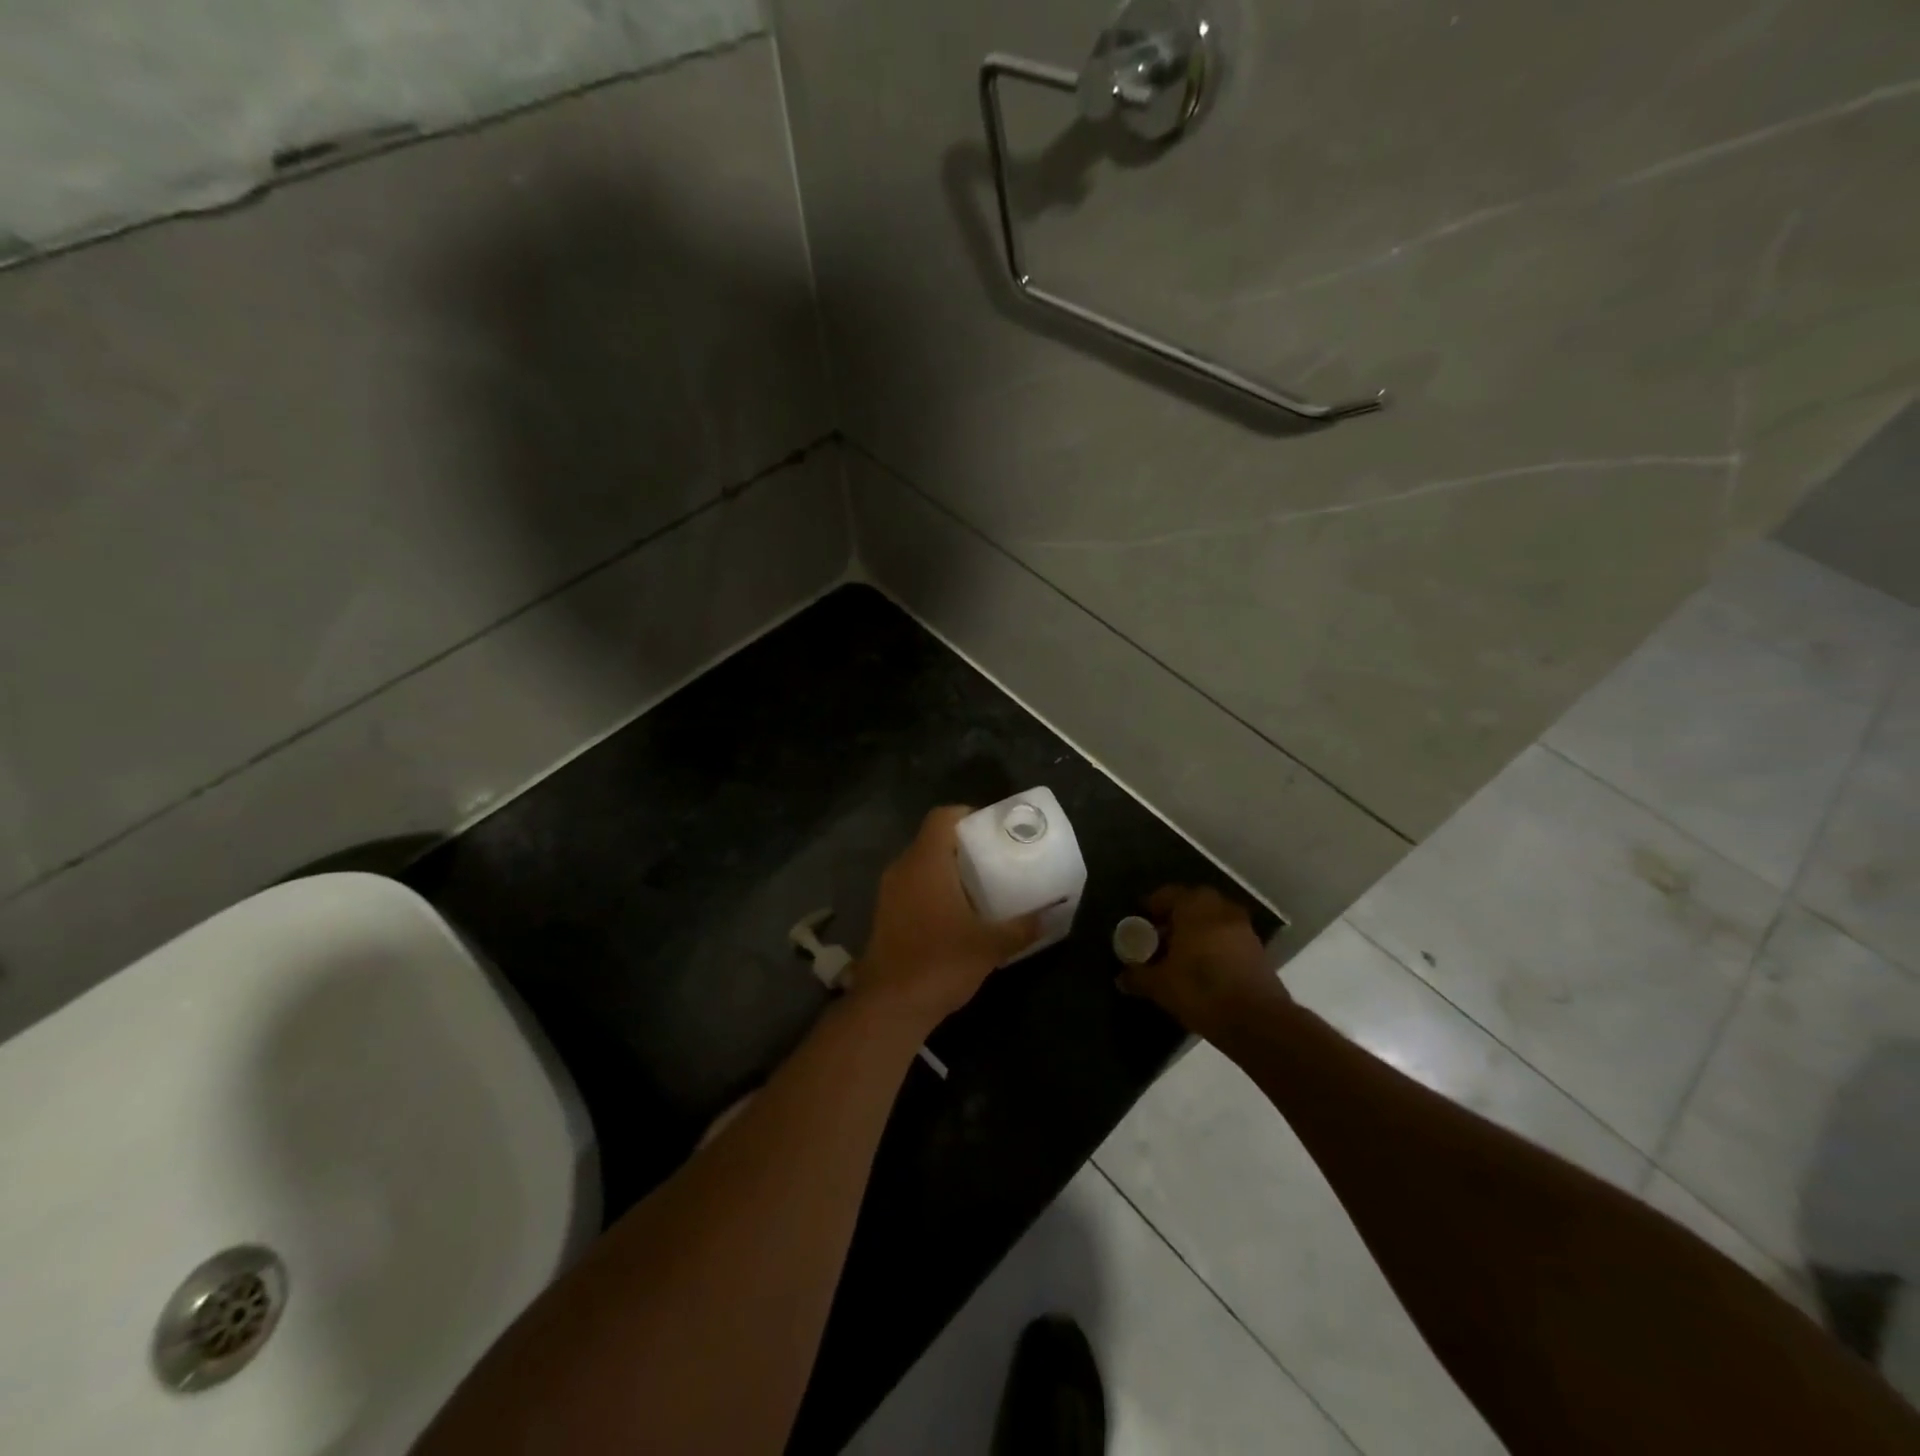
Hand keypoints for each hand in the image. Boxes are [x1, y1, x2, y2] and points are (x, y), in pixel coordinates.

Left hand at [853, 806, 1042, 1030]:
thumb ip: (1021, 927)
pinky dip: (932, 889)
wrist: (888, 1006)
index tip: (992, 830)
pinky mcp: (884, 915)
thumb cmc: (940, 963)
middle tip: (993, 858)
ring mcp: (888, 893)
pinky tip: (955, 913)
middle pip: (932, 840)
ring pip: (920, 865)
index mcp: (926, 862)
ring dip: (946, 869)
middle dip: (962, 845)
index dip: (967, 815)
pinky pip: (911, 887)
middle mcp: (902, 868)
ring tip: (979, 885)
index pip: (942, 817)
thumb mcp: (990, 946)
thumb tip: (1050, 916)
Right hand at [1120, 885, 1287, 1039]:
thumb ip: (1138, 976)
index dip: (1151, 907)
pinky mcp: (1257, 950)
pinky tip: (1202, 967)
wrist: (1256, 1021)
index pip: (1167, 894)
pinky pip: (1227, 937)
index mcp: (1194, 907)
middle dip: (1174, 917)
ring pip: (1212, 920)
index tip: (1139, 922)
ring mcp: (1243, 928)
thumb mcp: (1159, 985)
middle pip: (1192, 903)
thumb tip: (1121, 977)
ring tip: (1179, 954)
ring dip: (1196, 930)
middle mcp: (1221, 908)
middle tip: (1158, 936)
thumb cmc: (1200, 990)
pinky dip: (1214, 945)